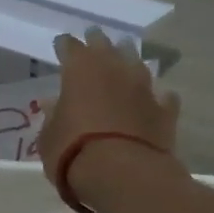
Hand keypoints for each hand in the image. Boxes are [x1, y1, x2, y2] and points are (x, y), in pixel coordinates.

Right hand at [40, 26, 182, 193]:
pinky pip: (161, 96)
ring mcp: (144, 88)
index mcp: (80, 70)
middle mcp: (115, 69)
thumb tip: (53, 105)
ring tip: (125, 61)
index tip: (62, 45)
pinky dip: (156, 97)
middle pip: (106, 46)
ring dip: (129, 62)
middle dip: (98, 42)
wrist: (122, 174)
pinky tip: (155, 99)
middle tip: (94, 38)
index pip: (70, 47)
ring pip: (137, 64)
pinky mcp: (165, 110)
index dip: (65, 46)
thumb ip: (52, 118)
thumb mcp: (48, 138)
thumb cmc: (73, 153)